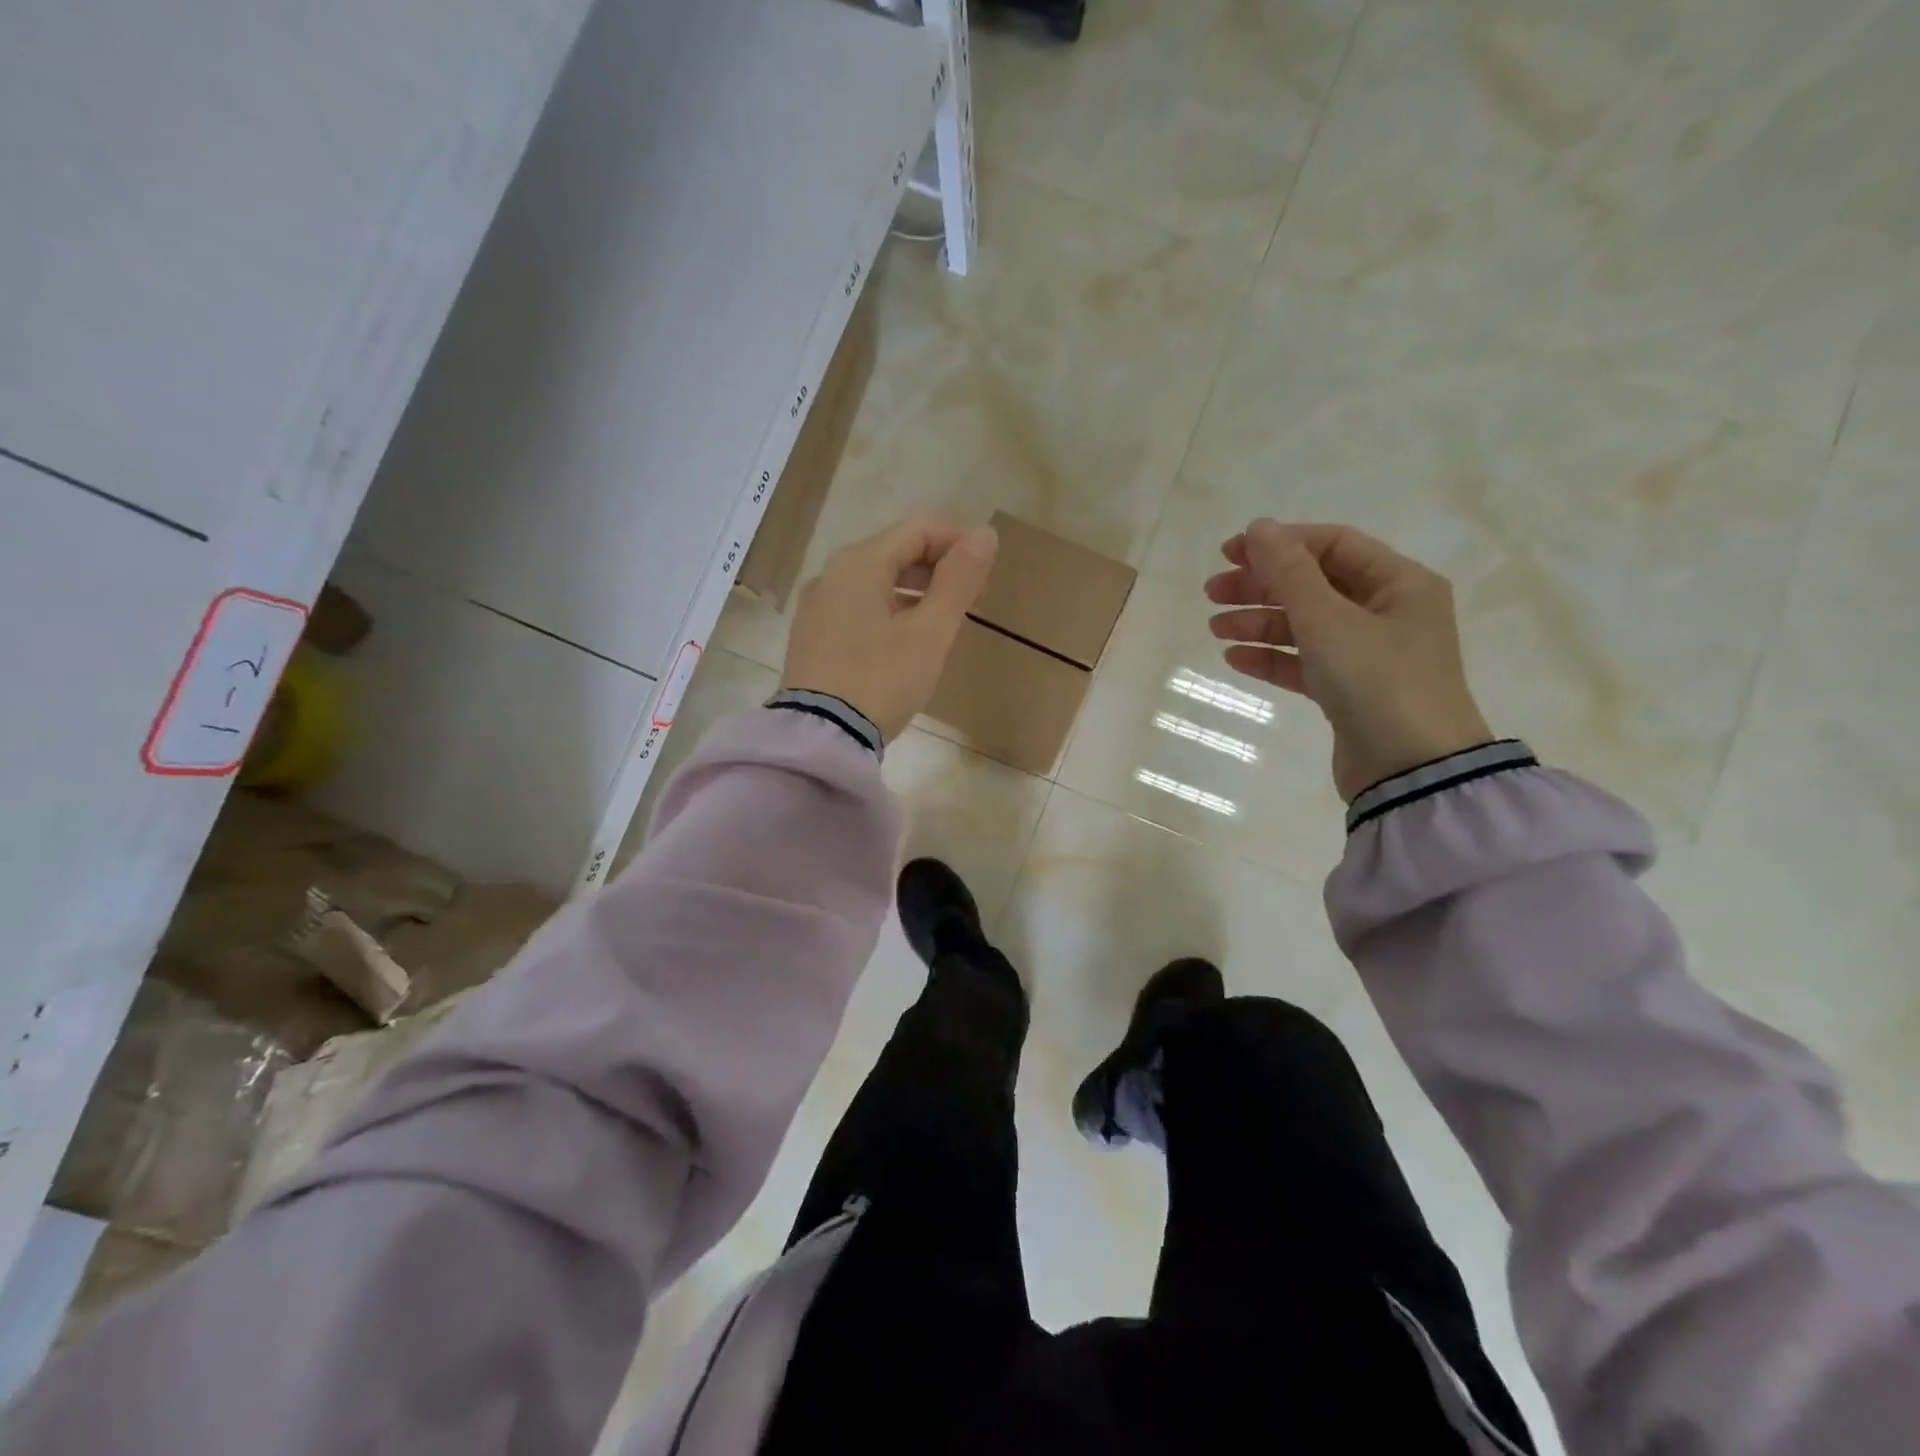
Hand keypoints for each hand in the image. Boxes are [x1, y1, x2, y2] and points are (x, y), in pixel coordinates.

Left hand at [783, 516, 998, 741]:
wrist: (820, 737)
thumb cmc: (881, 680)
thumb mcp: (929, 633)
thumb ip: (959, 580)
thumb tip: (985, 533)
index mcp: (860, 562)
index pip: (921, 528)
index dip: (961, 544)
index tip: (986, 580)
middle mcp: (832, 573)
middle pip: (897, 551)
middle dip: (940, 570)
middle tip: (972, 605)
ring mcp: (818, 606)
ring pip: (878, 582)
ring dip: (917, 593)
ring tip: (944, 626)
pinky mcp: (813, 636)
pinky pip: (860, 608)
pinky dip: (891, 613)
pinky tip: (906, 644)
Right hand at [1206, 519, 1492, 800]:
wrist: (1411, 770)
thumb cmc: (1378, 682)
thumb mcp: (1328, 621)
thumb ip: (1289, 572)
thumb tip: (1258, 527)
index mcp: (1399, 583)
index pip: (1333, 544)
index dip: (1280, 543)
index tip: (1230, 553)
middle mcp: (1388, 612)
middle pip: (1314, 584)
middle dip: (1261, 585)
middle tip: (1212, 592)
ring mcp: (1369, 654)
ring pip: (1305, 625)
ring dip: (1259, 622)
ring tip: (1216, 629)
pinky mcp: (1350, 690)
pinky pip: (1305, 662)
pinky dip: (1272, 658)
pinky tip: (1236, 659)